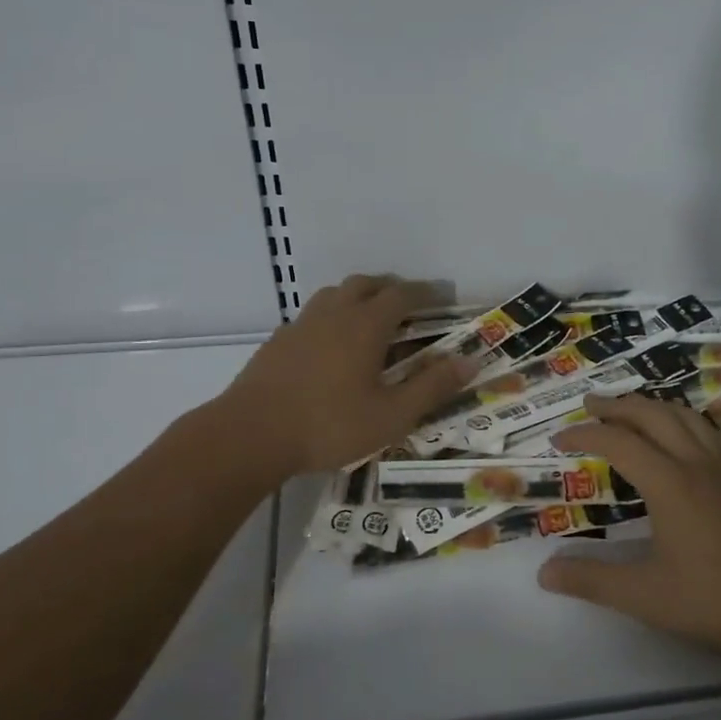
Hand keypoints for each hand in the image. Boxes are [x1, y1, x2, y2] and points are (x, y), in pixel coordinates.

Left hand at [223, 275, 472, 476]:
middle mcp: (334, 314)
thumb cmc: (329, 425)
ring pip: (334, 295)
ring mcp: (301, 325)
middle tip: (407, 307)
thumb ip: (432, 387)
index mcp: (366, 325)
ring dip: (358, 298)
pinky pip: (312, 316)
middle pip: (366, 284)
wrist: (250, 435)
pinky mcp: (278, 341)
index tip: (440, 298)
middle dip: (390, 289)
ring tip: (370, 321)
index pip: (402, 294)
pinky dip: (331, 318)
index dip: (424, 293)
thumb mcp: (392, 415)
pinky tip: (331, 347)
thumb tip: (470, 361)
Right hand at [538, 393, 720, 675]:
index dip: (584, 435)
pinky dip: (689, 422)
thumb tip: (544, 572)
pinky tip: (687, 434)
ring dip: (653, 407)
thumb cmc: (714, 604)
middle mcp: (698, 464)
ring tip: (631, 410)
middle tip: (589, 405)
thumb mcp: (644, 596)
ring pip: (687, 417)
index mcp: (670, 483)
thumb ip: (592, 580)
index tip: (557, 440)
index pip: (618, 442)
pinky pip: (714, 434)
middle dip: (618, 406)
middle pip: (653, 415)